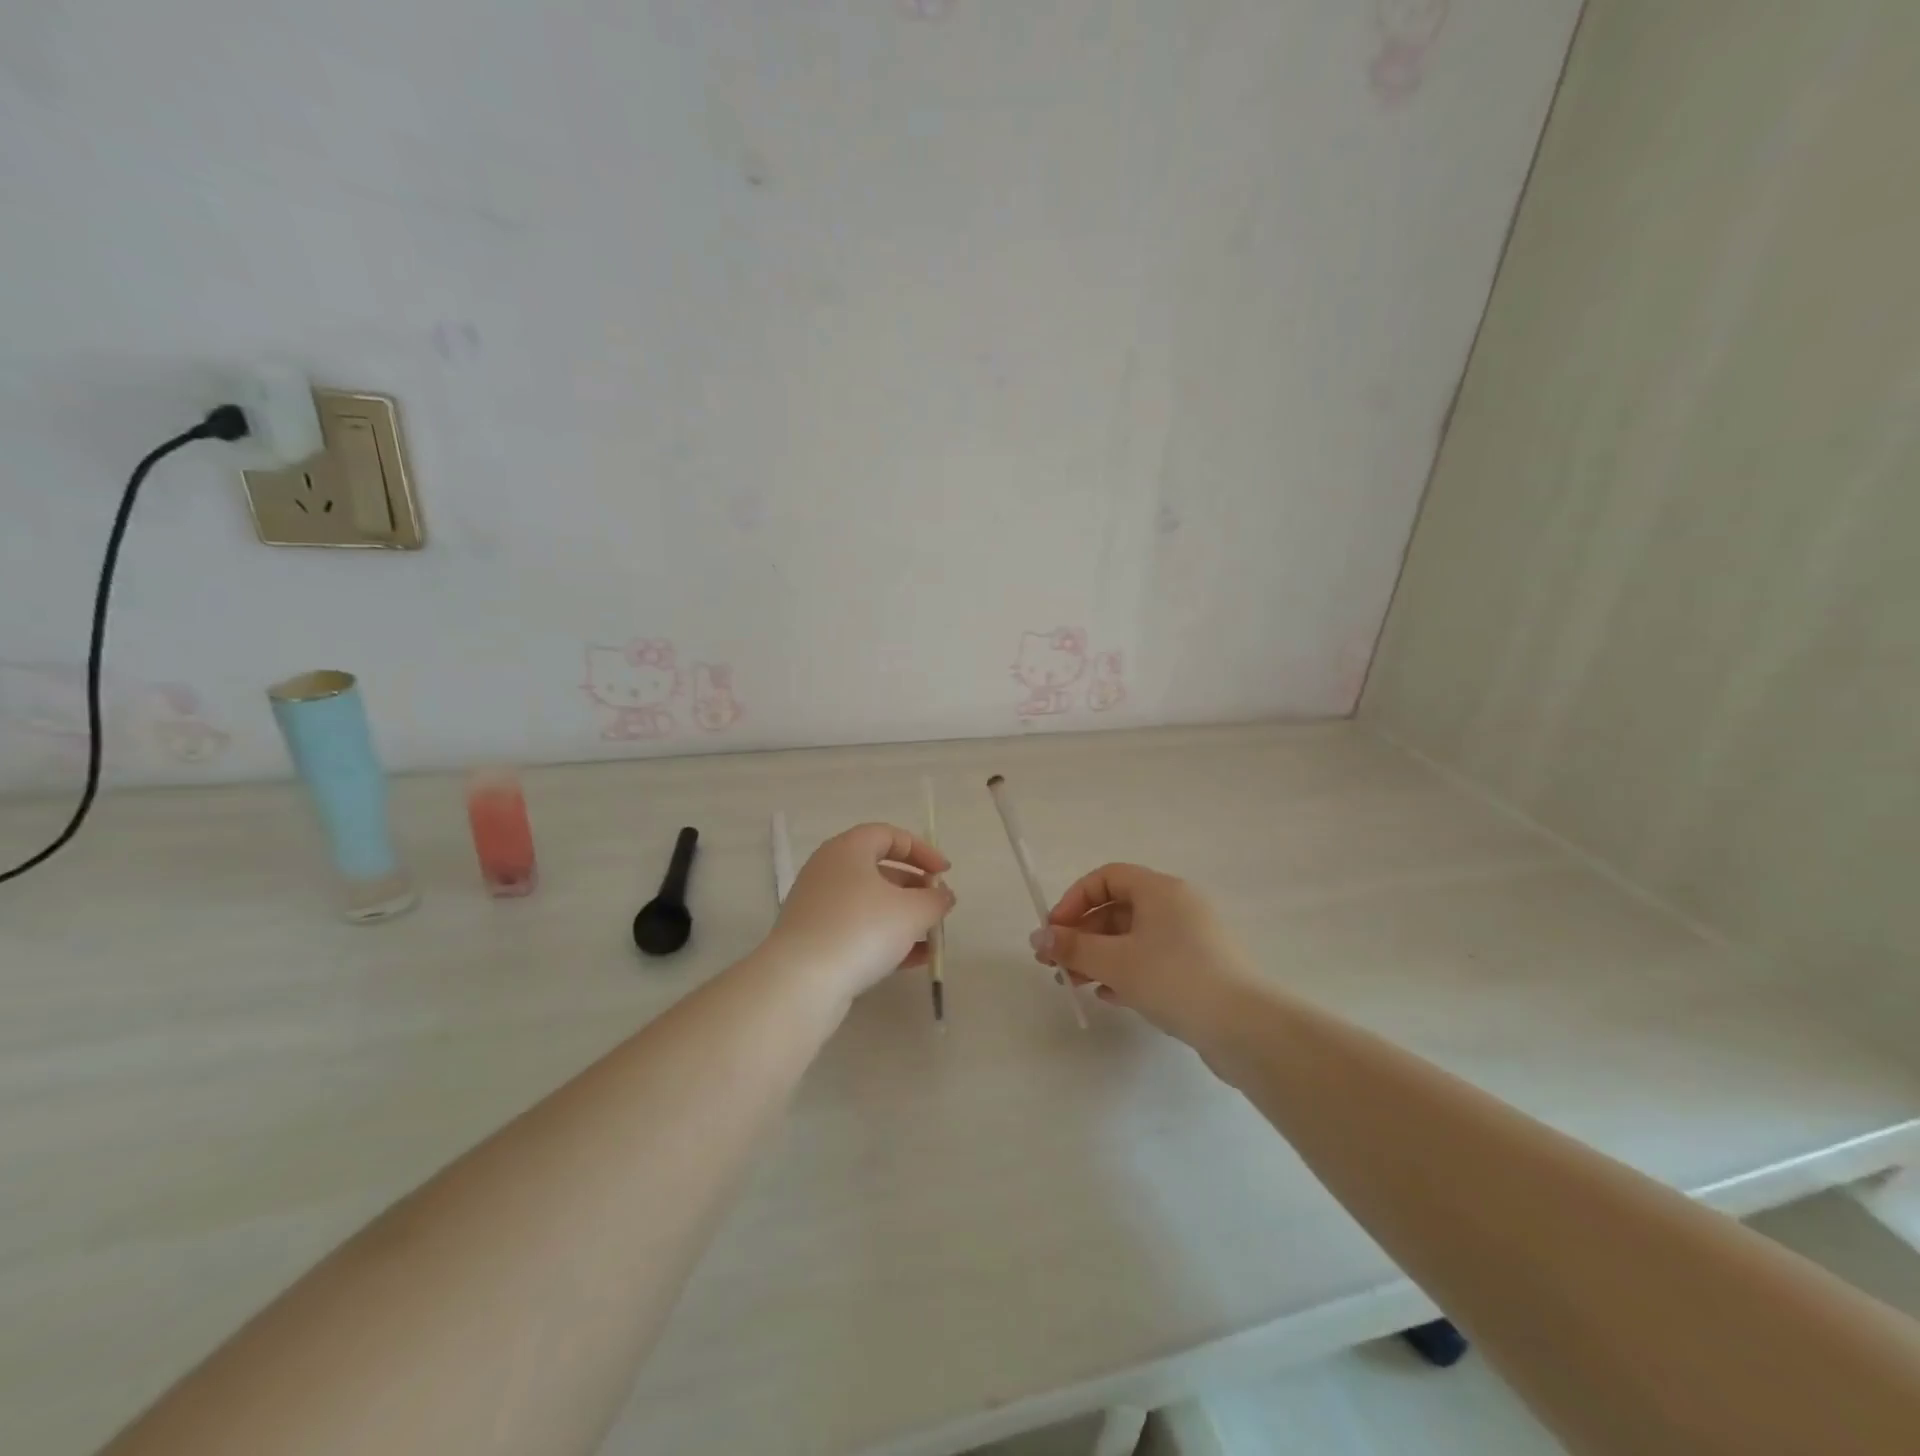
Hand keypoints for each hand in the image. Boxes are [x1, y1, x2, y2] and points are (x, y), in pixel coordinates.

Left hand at [768, 822, 955, 1002]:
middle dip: (915, 888)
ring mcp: (818, 906)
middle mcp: (829, 870)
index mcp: (848, 850)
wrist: (801, 983)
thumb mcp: (912, 912)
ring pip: (870, 903)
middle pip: (880, 870)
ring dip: (904, 917)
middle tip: (937, 907)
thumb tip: (942, 896)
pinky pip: (857, 929)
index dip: (922, 851)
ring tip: (932, 938)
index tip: (944, 873)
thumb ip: (935, 900)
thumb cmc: (861, 930)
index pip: (889, 835)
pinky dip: (885, 939)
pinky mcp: (815, 939)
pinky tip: (914, 960)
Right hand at [1032, 863, 1254, 1045]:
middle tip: (1056, 964)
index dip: (1074, 900)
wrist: (1245, 1028)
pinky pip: (1152, 960)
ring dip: (1099, 957)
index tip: (1055, 931)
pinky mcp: (1200, 968)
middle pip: (1118, 909)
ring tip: (1075, 984)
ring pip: (1133, 938)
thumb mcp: (1115, 961)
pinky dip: (1126, 972)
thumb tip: (1038, 937)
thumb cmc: (1174, 978)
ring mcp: (1192, 938)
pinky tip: (1109, 996)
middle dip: (1082, 935)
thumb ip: (1073, 948)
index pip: (1106, 878)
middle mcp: (1178, 905)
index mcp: (1160, 889)